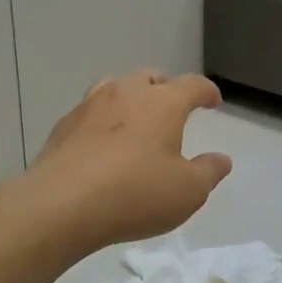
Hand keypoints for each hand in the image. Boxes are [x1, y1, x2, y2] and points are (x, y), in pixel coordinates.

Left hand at [23, 70, 232, 253]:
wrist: (59, 205)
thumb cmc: (134, 194)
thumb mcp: (187, 192)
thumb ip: (208, 172)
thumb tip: (221, 159)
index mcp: (163, 103)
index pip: (192, 85)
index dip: (206, 91)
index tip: (213, 102)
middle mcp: (126, 93)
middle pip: (151, 78)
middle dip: (166, 89)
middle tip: (172, 109)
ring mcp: (90, 106)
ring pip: (116, 87)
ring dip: (131, 98)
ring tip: (135, 120)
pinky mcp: (63, 126)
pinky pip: (91, 112)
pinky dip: (103, 121)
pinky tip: (102, 144)